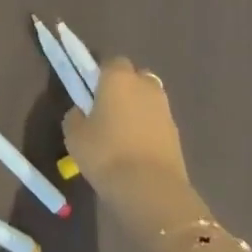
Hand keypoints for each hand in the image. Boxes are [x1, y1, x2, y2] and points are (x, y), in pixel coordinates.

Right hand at [64, 59, 210, 245]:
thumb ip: (76, 116)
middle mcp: (145, 86)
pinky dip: (148, 130)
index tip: (90, 91)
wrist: (151, 190)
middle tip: (107, 109)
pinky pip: (157, 122)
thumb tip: (82, 112)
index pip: (111, 61)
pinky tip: (135, 149)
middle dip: (124, 87)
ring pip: (149, 100)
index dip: (101, 74)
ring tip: (121, 133)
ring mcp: (165, 110)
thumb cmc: (105, 153)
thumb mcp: (74, 134)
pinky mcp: (177, 135)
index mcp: (118, 77)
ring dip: (138, 109)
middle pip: (135, 77)